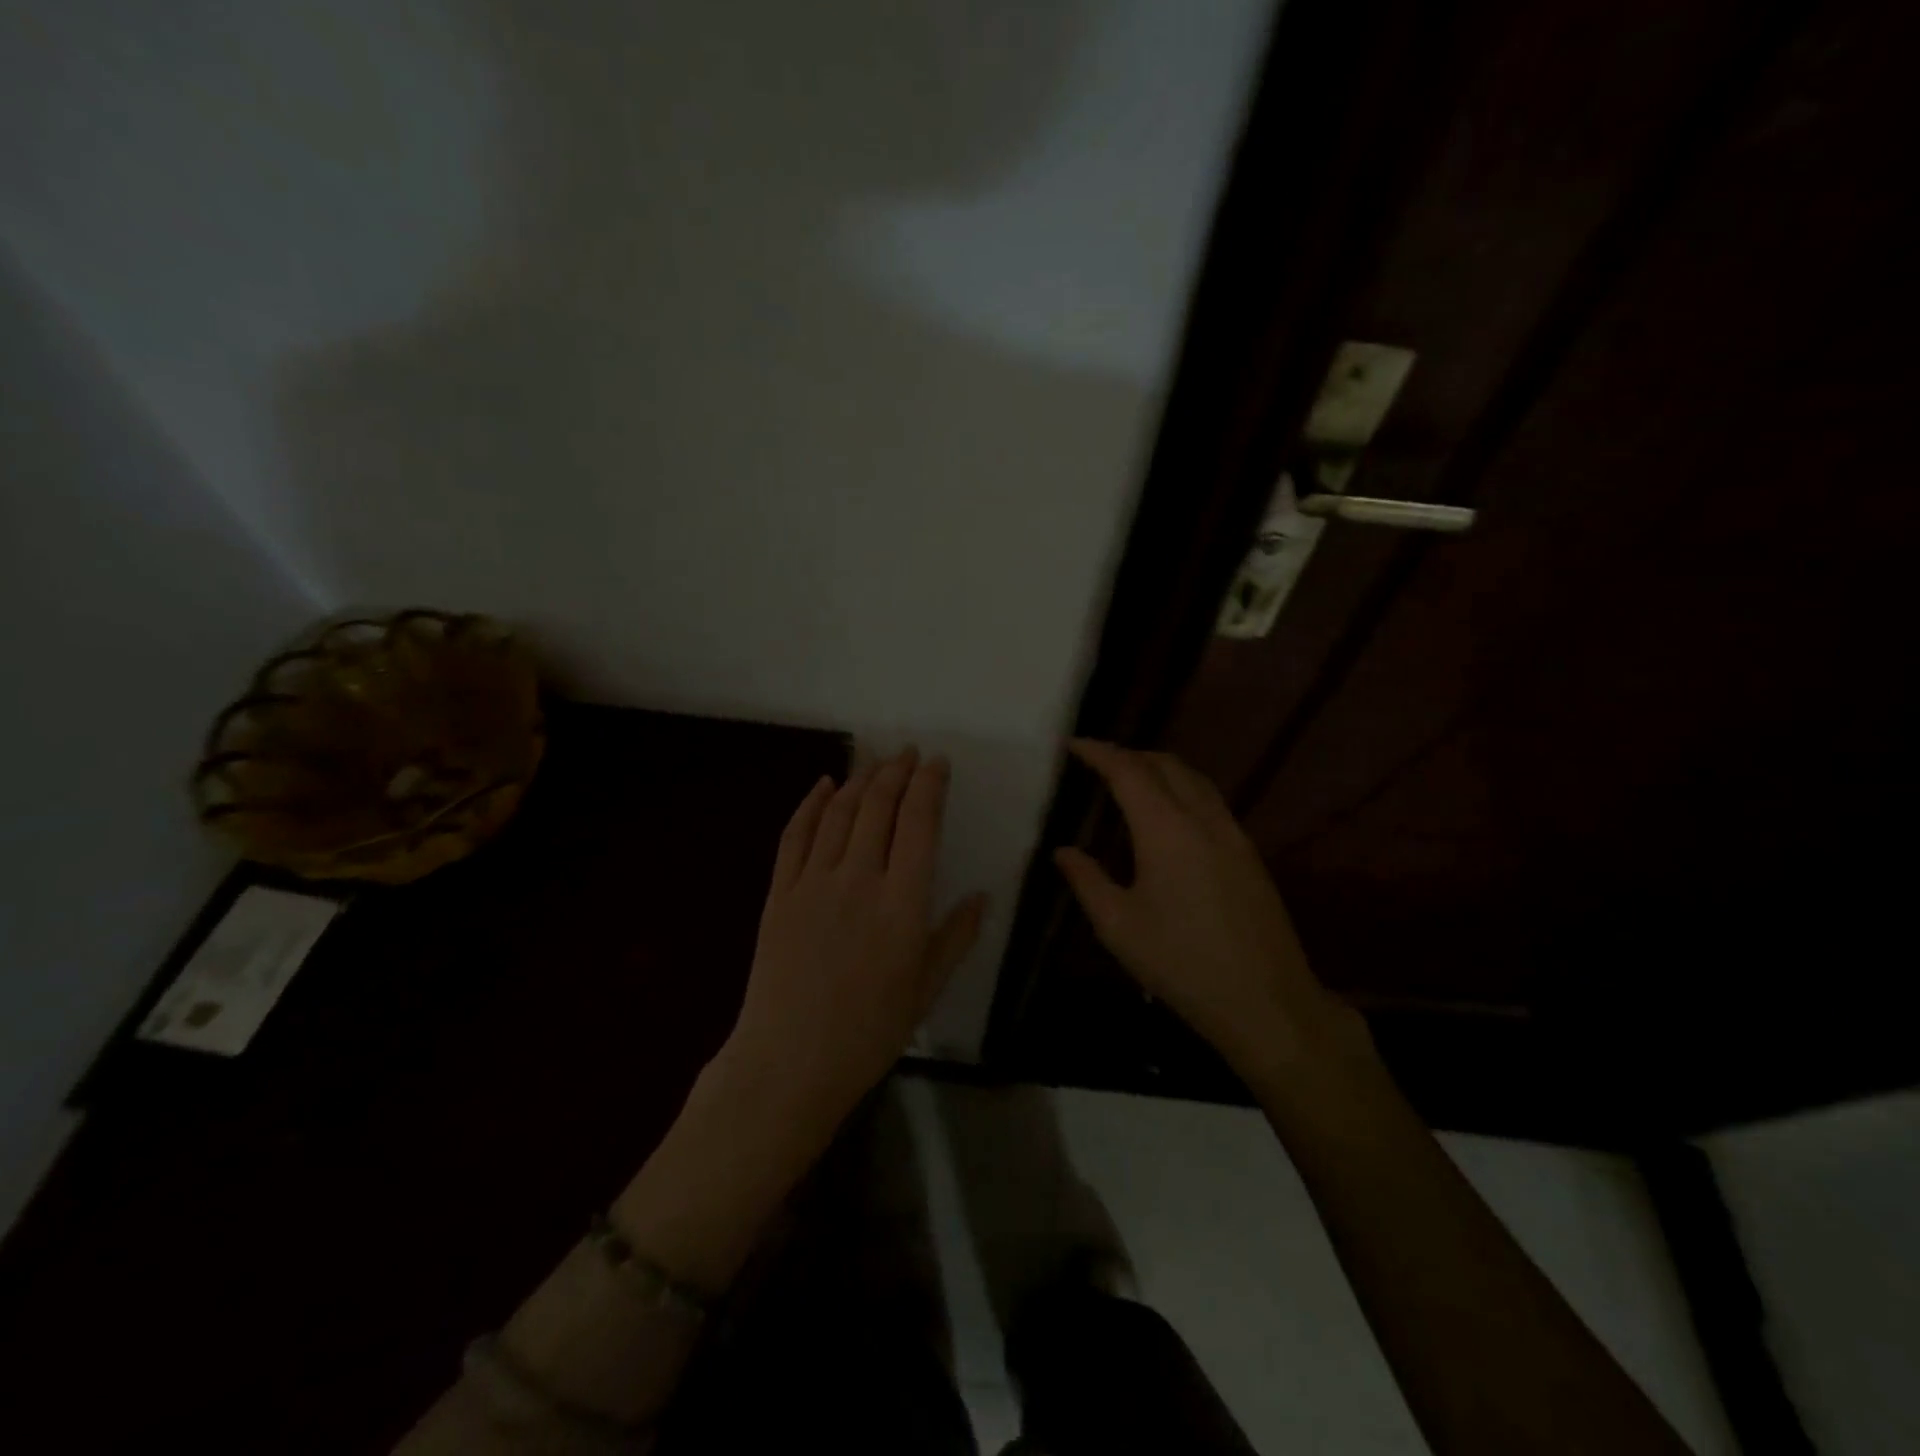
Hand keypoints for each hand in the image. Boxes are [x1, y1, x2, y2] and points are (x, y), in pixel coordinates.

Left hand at [725, 748, 985, 1133]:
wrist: (788, 1063)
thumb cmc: (868, 1033)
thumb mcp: (926, 990)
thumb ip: (956, 937)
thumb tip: (982, 896)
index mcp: (902, 903)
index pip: (919, 823)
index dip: (929, 785)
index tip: (937, 763)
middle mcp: (859, 879)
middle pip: (878, 806)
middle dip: (896, 771)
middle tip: (908, 753)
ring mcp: (813, 882)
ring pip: (839, 812)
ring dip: (859, 779)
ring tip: (876, 762)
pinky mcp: (779, 892)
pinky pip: (795, 835)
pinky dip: (809, 803)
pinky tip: (823, 784)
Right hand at [1053, 740, 1353, 1080]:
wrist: (1265, 1002)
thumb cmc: (1181, 963)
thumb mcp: (1118, 926)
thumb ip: (1086, 881)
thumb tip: (1063, 852)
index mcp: (1166, 830)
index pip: (1128, 771)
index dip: (1100, 752)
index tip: (1074, 744)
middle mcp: (1203, 820)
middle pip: (1166, 765)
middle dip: (1130, 754)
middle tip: (1098, 762)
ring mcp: (1233, 835)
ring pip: (1194, 780)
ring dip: (1160, 769)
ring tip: (1131, 780)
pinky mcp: (1250, 855)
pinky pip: (1211, 801)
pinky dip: (1183, 789)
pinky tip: (1169, 816)